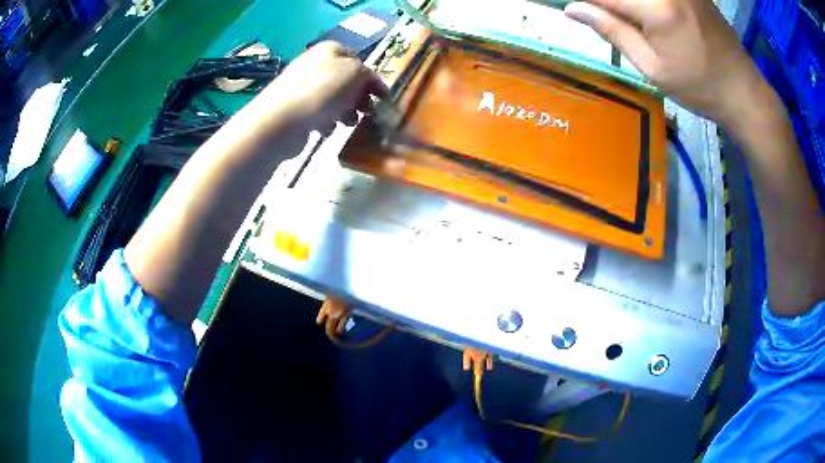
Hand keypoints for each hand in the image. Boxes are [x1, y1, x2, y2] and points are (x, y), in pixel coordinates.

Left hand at [257, 41, 387, 134]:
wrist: (282, 120)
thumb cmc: (323, 91)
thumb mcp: (356, 74)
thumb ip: (369, 75)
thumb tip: (369, 84)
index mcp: (330, 49)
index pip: (360, 63)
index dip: (373, 82)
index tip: (383, 101)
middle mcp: (315, 63)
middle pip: (347, 82)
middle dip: (359, 98)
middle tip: (366, 113)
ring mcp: (302, 85)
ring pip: (335, 99)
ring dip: (345, 112)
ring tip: (346, 123)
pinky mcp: (295, 107)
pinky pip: (319, 113)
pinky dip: (326, 121)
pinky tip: (325, 129)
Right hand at [564, 0, 762, 127]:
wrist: (744, 90)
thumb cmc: (700, 88)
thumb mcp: (653, 68)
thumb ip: (613, 31)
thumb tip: (572, 7)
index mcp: (655, 7)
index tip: (567, 6)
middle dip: (603, 2)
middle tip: (594, 15)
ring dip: (622, 3)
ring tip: (622, 20)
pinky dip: (641, 1)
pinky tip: (641, 16)